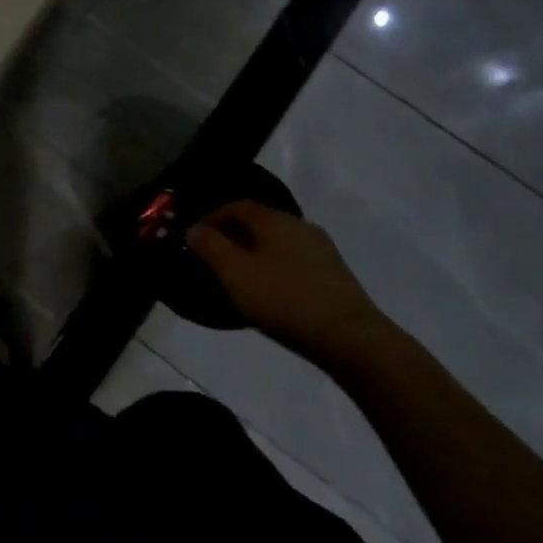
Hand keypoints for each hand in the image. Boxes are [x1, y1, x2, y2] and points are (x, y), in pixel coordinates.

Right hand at [186, 201, 389, 362]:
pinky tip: (271, 289)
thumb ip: (210, 247)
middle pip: (258, 220)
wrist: (349, 336)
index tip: (194, 237)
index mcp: (273, 219)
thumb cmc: (284, 299)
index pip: (236, 205)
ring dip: (255, 250)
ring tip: (240, 276)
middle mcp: (298, 224)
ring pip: (277, 240)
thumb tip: (194, 228)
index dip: (212, 217)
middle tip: (213, 257)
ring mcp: (320, 247)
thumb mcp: (235, 274)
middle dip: (233, 234)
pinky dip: (275, 264)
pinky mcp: (333, 271)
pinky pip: (293, 258)